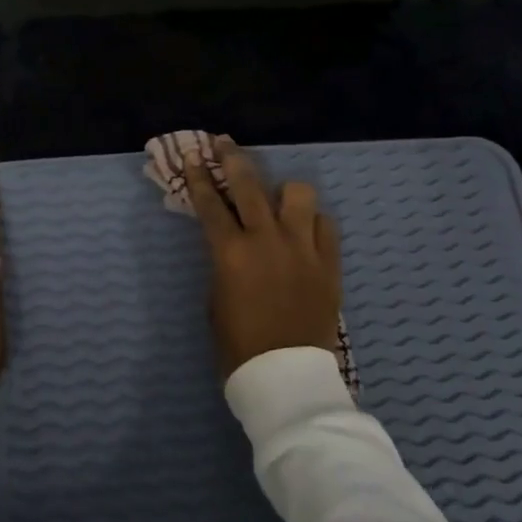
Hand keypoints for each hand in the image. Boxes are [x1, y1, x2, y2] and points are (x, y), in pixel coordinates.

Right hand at [183, 136, 341, 380]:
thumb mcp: (216, 298)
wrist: (286, 377)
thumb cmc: (239, 344)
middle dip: (233, 158)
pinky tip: (304, 232)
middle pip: (249, 184)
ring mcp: (302, 248)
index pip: (209, 203)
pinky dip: (312, 222)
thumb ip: (223, 261)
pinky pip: (325, 224)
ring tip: (277, 200)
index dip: (198, 176)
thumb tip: (231, 243)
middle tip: (224, 143)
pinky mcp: (329, 262)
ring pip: (297, 194)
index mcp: (230, 252)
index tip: (192, 155)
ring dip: (283, 192)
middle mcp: (266, 240)